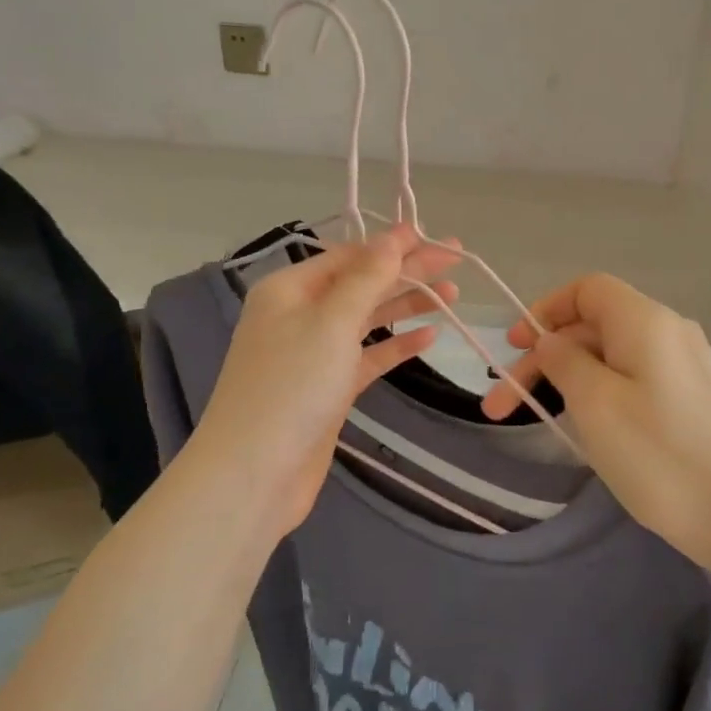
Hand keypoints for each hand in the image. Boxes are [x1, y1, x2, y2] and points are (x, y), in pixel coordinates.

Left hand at [190, 226, 460, 540]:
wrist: (255, 473)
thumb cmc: (290, 387)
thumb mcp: (331, 322)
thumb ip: (366, 279)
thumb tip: (392, 238)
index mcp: (290, 289)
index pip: (349, 256)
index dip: (392, 245)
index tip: (434, 236)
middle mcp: (300, 315)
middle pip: (362, 284)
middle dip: (408, 271)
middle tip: (456, 258)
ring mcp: (314, 353)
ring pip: (368, 319)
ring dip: (407, 305)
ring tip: (453, 294)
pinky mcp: (329, 388)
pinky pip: (368, 357)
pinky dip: (397, 345)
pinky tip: (430, 337)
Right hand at [482, 273, 710, 575]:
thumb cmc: (661, 455)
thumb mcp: (595, 404)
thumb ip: (564, 362)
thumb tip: (552, 343)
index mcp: (645, 321)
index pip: (587, 290)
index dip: (545, 310)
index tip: (514, 348)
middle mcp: (667, 333)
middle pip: (593, 327)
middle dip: (543, 360)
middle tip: (500, 407)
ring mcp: (683, 369)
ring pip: (610, 359)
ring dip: (567, 382)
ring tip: (535, 421)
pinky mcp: (690, 402)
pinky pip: (632, 382)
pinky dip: (598, 396)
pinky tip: (583, 430)